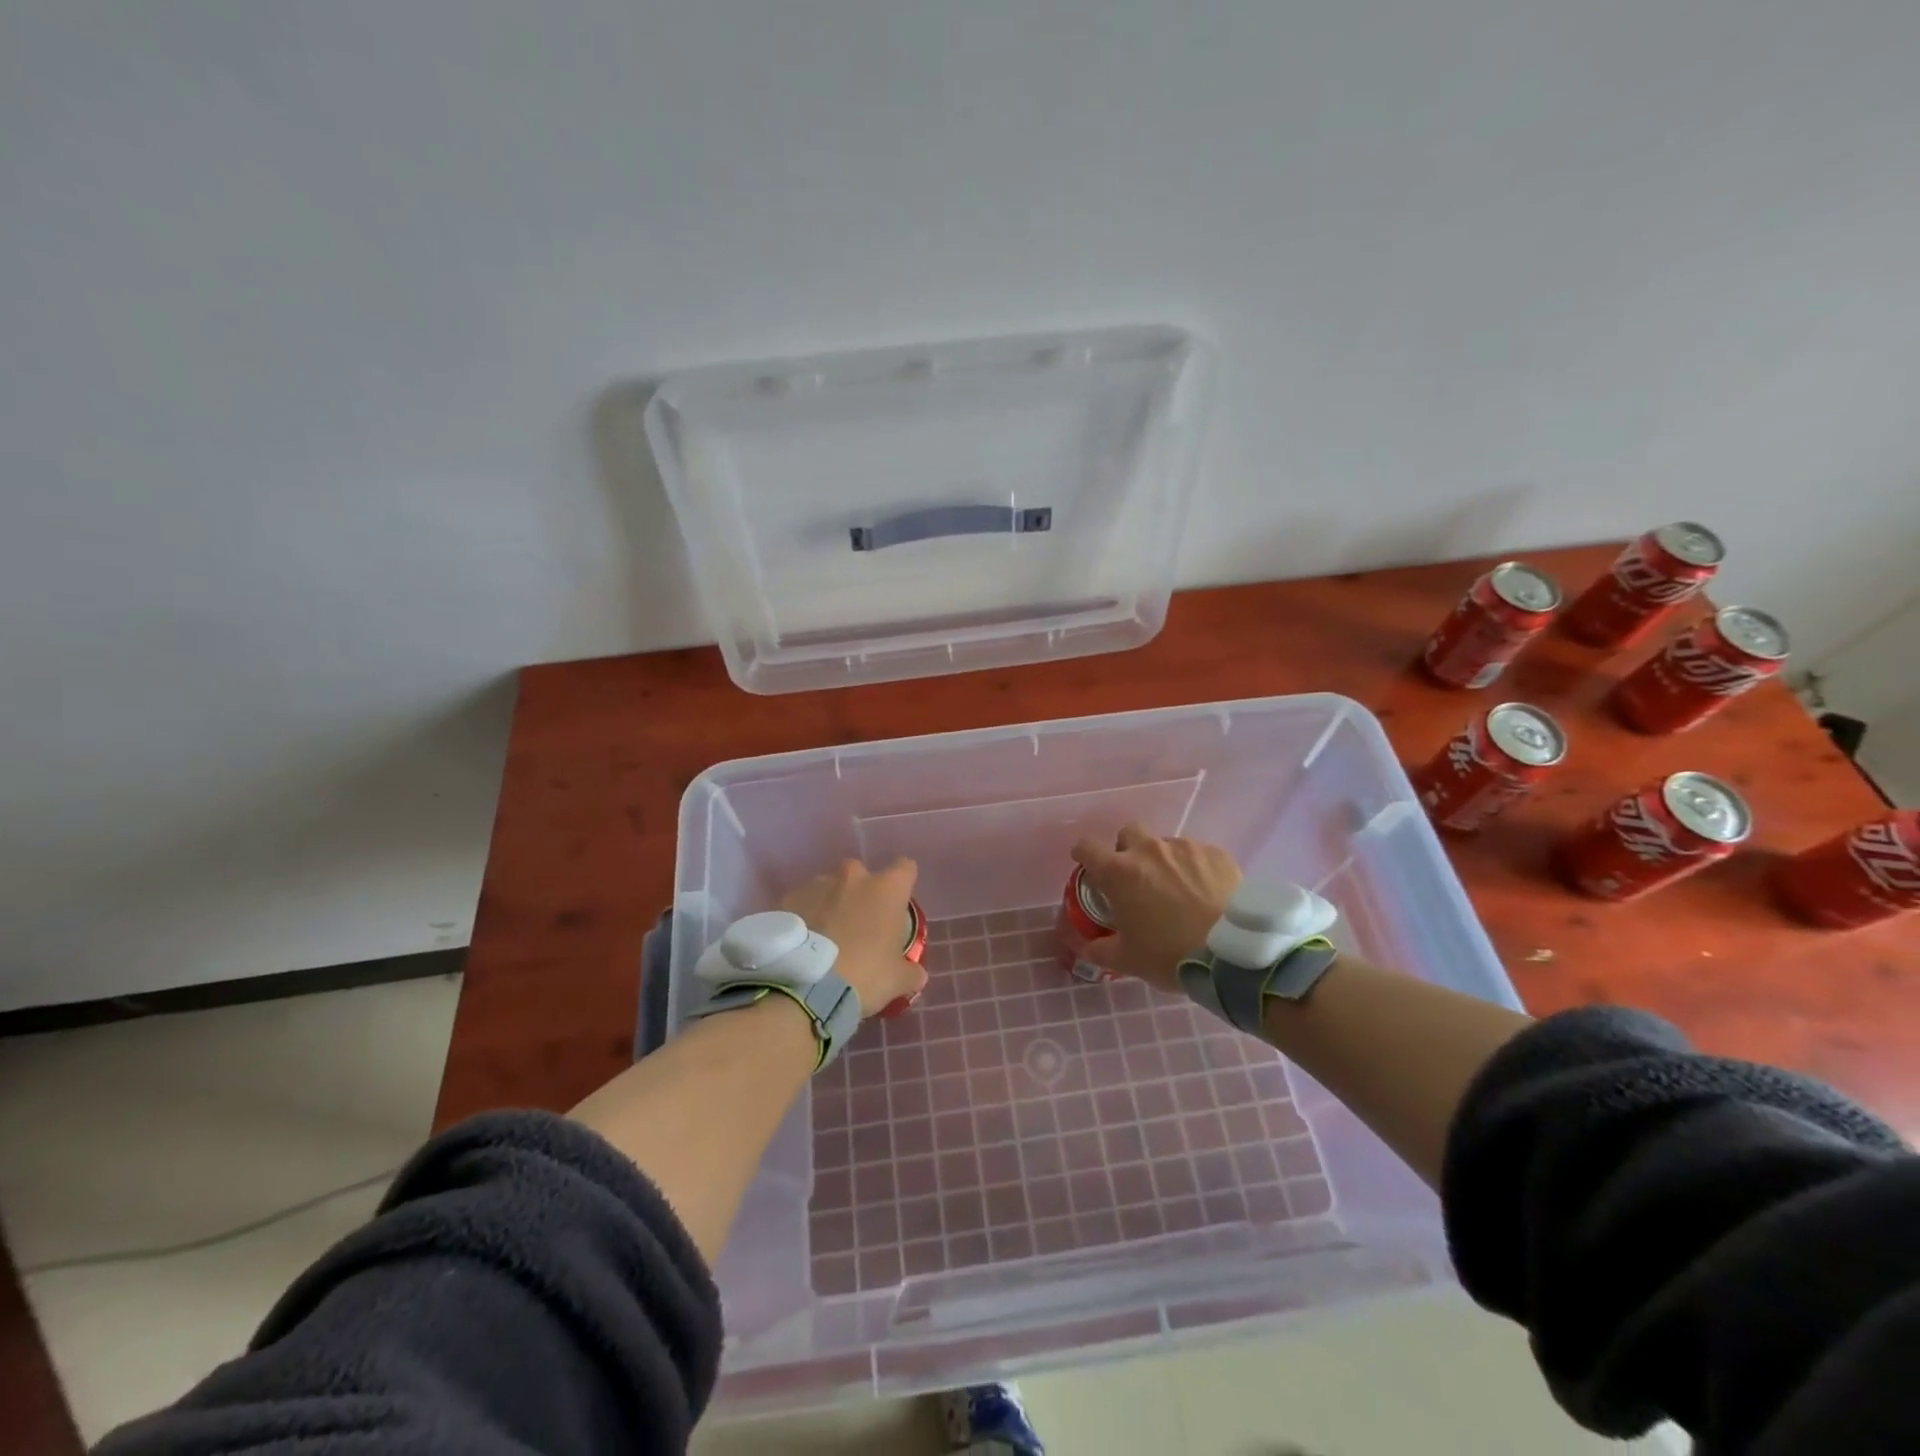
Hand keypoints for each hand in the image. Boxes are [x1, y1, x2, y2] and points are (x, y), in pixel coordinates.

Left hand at [781, 859, 926, 1019]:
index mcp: (886, 889)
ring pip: (830, 887)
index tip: (898, 906)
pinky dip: (806, 916)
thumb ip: (910, 972)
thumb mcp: (897, 980)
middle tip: (859, 927)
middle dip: (862, 895)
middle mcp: (853, 877)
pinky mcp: (788, 898)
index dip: (903, 884)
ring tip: (825, 938)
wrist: (803, 987)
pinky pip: (803, 902)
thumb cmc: (863, 976)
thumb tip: (916, 974)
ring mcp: (817, 884)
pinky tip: (802, 944)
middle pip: (863, 875)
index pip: (905, 868)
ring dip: (832, 904)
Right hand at [1069, 824, 1241, 993]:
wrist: (1233, 953)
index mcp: (1119, 872)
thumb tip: (1085, 949)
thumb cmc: (1170, 954)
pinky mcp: (1216, 853)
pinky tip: (1206, 893)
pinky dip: (1195, 869)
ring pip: (1165, 844)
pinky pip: (1197, 854)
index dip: (1083, 854)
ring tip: (1178, 891)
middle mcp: (1149, 850)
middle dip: (1127, 849)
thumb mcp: (1128, 960)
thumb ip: (1100, 950)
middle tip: (1136, 877)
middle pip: (1129, 832)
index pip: (1087, 847)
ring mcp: (1185, 848)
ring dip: (1164, 861)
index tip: (1087, 866)